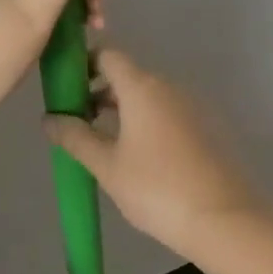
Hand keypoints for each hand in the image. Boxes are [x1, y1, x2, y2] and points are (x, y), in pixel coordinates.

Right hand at [44, 51, 268, 260]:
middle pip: (128, 75)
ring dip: (123, 109)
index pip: (108, 55)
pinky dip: (146, 122)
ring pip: (148, 95)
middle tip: (76, 120)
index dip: (84, 64)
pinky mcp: (206, 127)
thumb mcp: (107, 166)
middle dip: (100, 91)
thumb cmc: (157, 188)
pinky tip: (137, 156)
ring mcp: (191, 106)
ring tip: (102, 141)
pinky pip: (167, 112)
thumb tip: (48, 118)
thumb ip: (76, 137)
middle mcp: (168, 86)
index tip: (65, 88)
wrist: (224, 218)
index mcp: (142, 86)